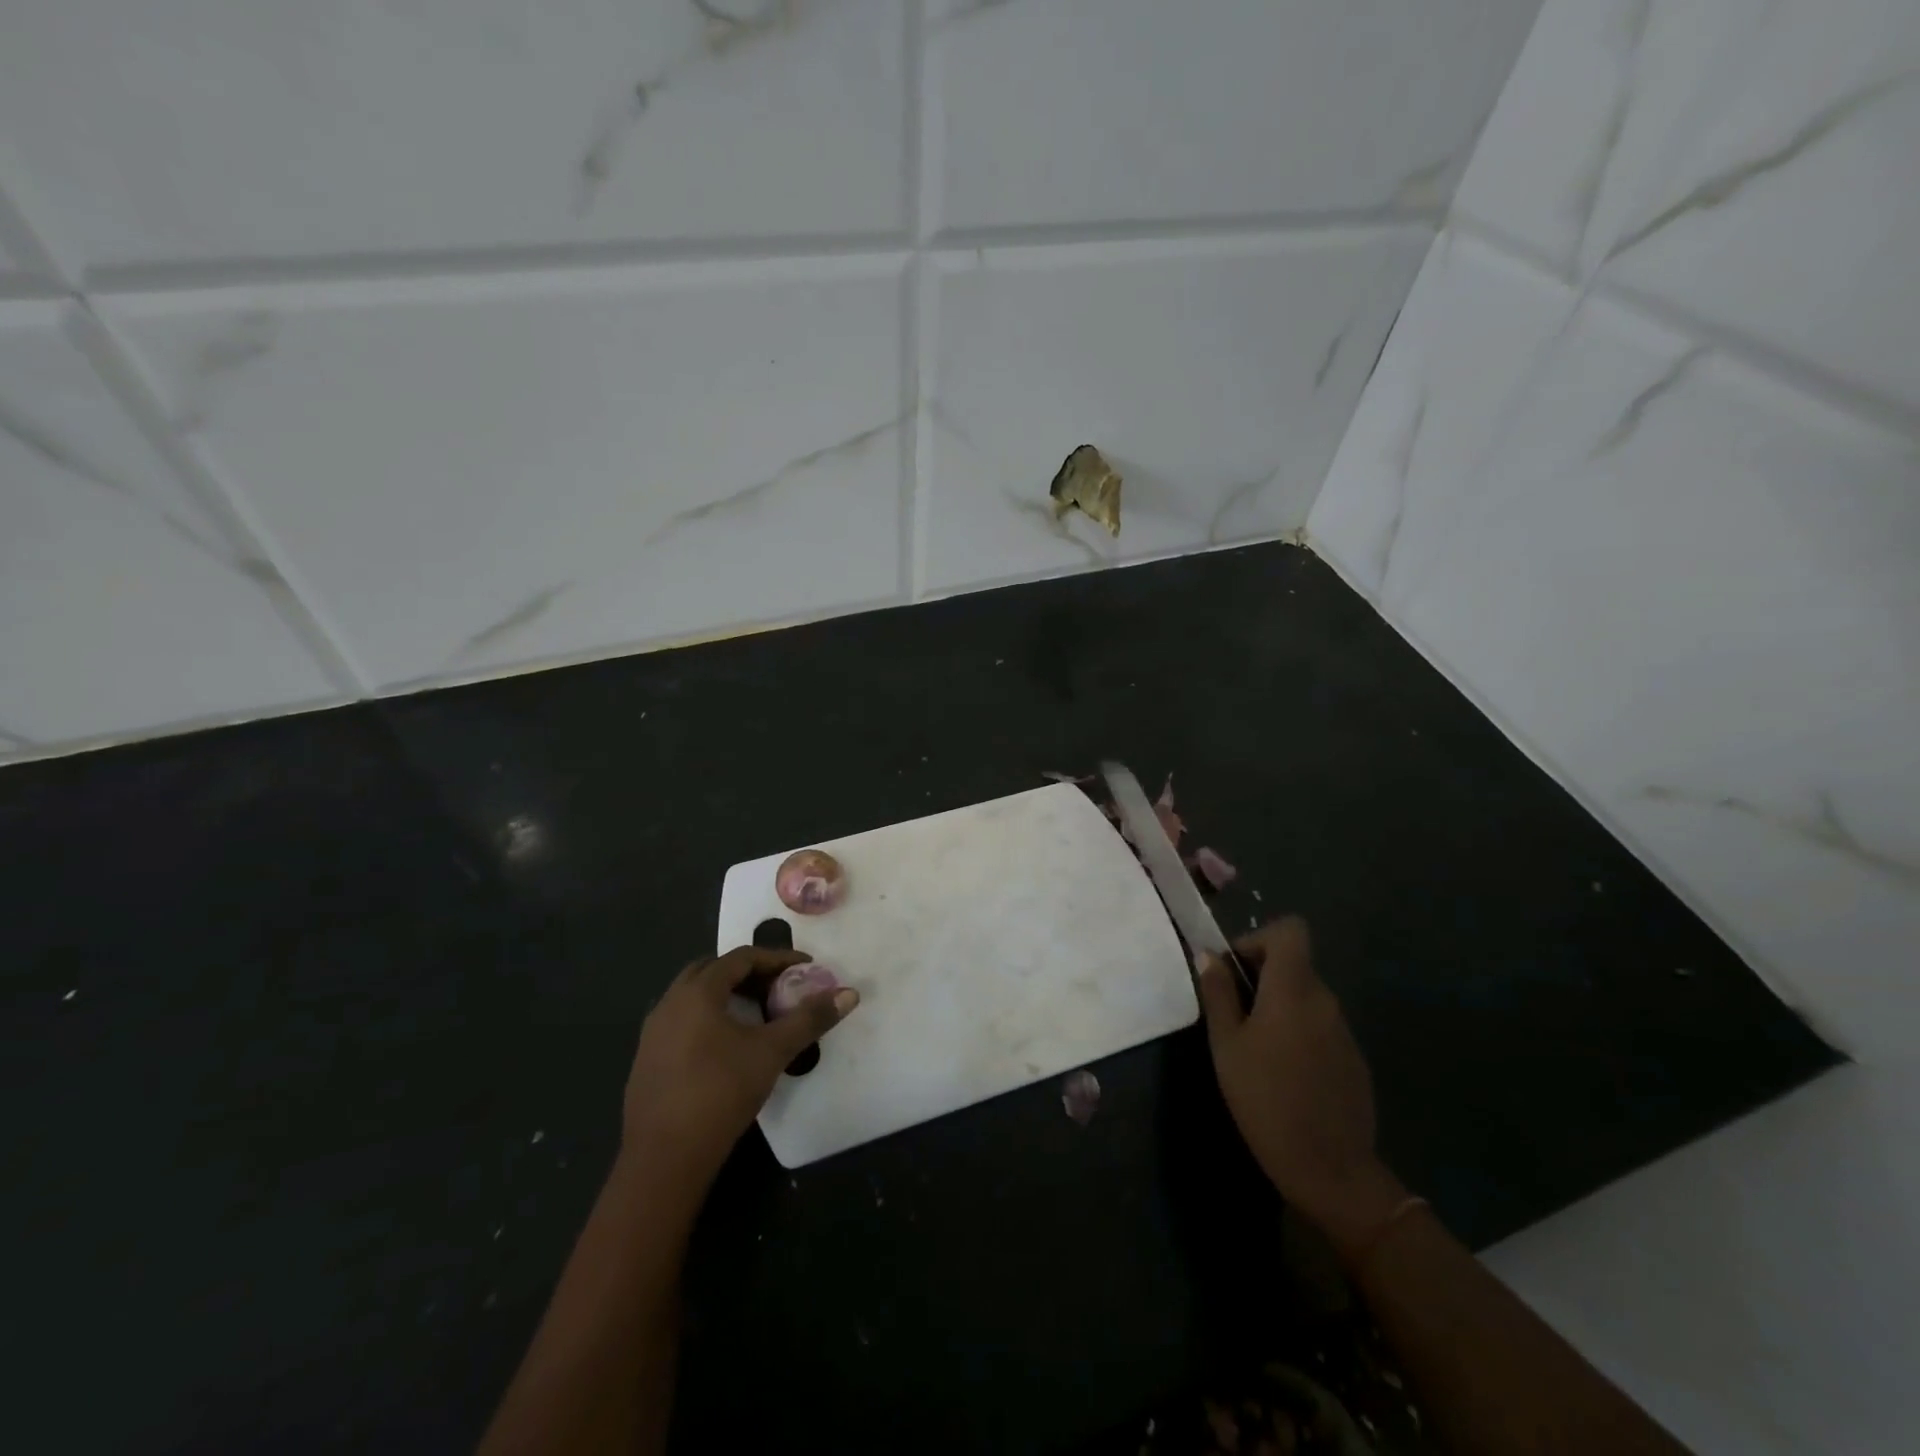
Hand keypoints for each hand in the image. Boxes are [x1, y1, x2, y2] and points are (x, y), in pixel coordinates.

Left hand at [622, 946, 858, 1183]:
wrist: (664, 1159)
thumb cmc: (720, 1093)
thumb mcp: (772, 1052)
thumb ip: (810, 1019)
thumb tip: (849, 994)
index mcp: (697, 992)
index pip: (741, 957)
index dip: (777, 958)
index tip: (806, 969)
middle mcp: (670, 1002)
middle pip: (714, 971)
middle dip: (750, 973)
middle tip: (780, 988)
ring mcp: (653, 1033)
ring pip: (695, 997)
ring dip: (728, 996)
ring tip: (759, 1015)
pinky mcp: (647, 1060)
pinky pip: (683, 1021)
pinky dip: (710, 1018)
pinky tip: (729, 1047)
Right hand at [1197, 917, 1406, 1255]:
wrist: (1330, 1169)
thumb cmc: (1265, 1100)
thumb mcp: (1226, 1046)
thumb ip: (1218, 994)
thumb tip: (1208, 955)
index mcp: (1293, 990)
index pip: (1290, 931)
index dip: (1259, 939)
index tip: (1235, 971)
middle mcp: (1325, 1000)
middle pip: (1295, 964)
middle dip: (1261, 976)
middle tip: (1233, 1013)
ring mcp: (1344, 1031)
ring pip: (1306, 997)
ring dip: (1279, 1006)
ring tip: (1254, 1047)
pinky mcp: (1354, 1059)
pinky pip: (1321, 1026)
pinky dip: (1299, 1032)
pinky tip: (1283, 1073)